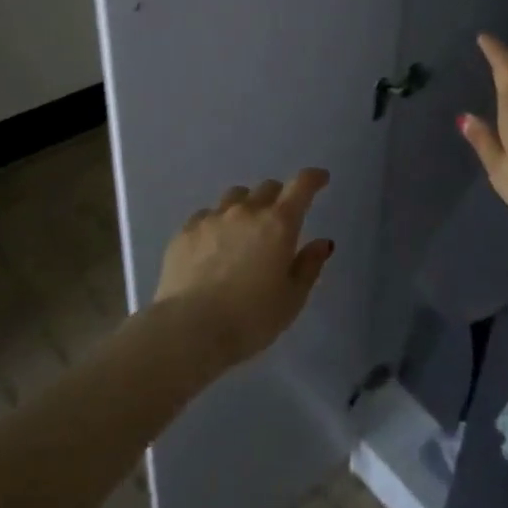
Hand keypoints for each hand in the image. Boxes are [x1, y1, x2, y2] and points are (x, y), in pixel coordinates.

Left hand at [156, 170, 335, 368]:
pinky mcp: (185, 230)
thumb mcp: (292, 299)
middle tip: (279, 219)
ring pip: (235, 196)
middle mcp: (246, 211)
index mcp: (278, 224)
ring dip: (246, 206)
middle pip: (267, 188)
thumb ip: (309, 266)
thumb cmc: (250, 319)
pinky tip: (213, 244)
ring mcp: (213, 217)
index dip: (313, 178)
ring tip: (244, 229)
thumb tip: (322, 242)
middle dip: (278, 197)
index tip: (320, 179)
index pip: (301, 186)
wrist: (189, 329)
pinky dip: (217, 222)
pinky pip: (207, 215)